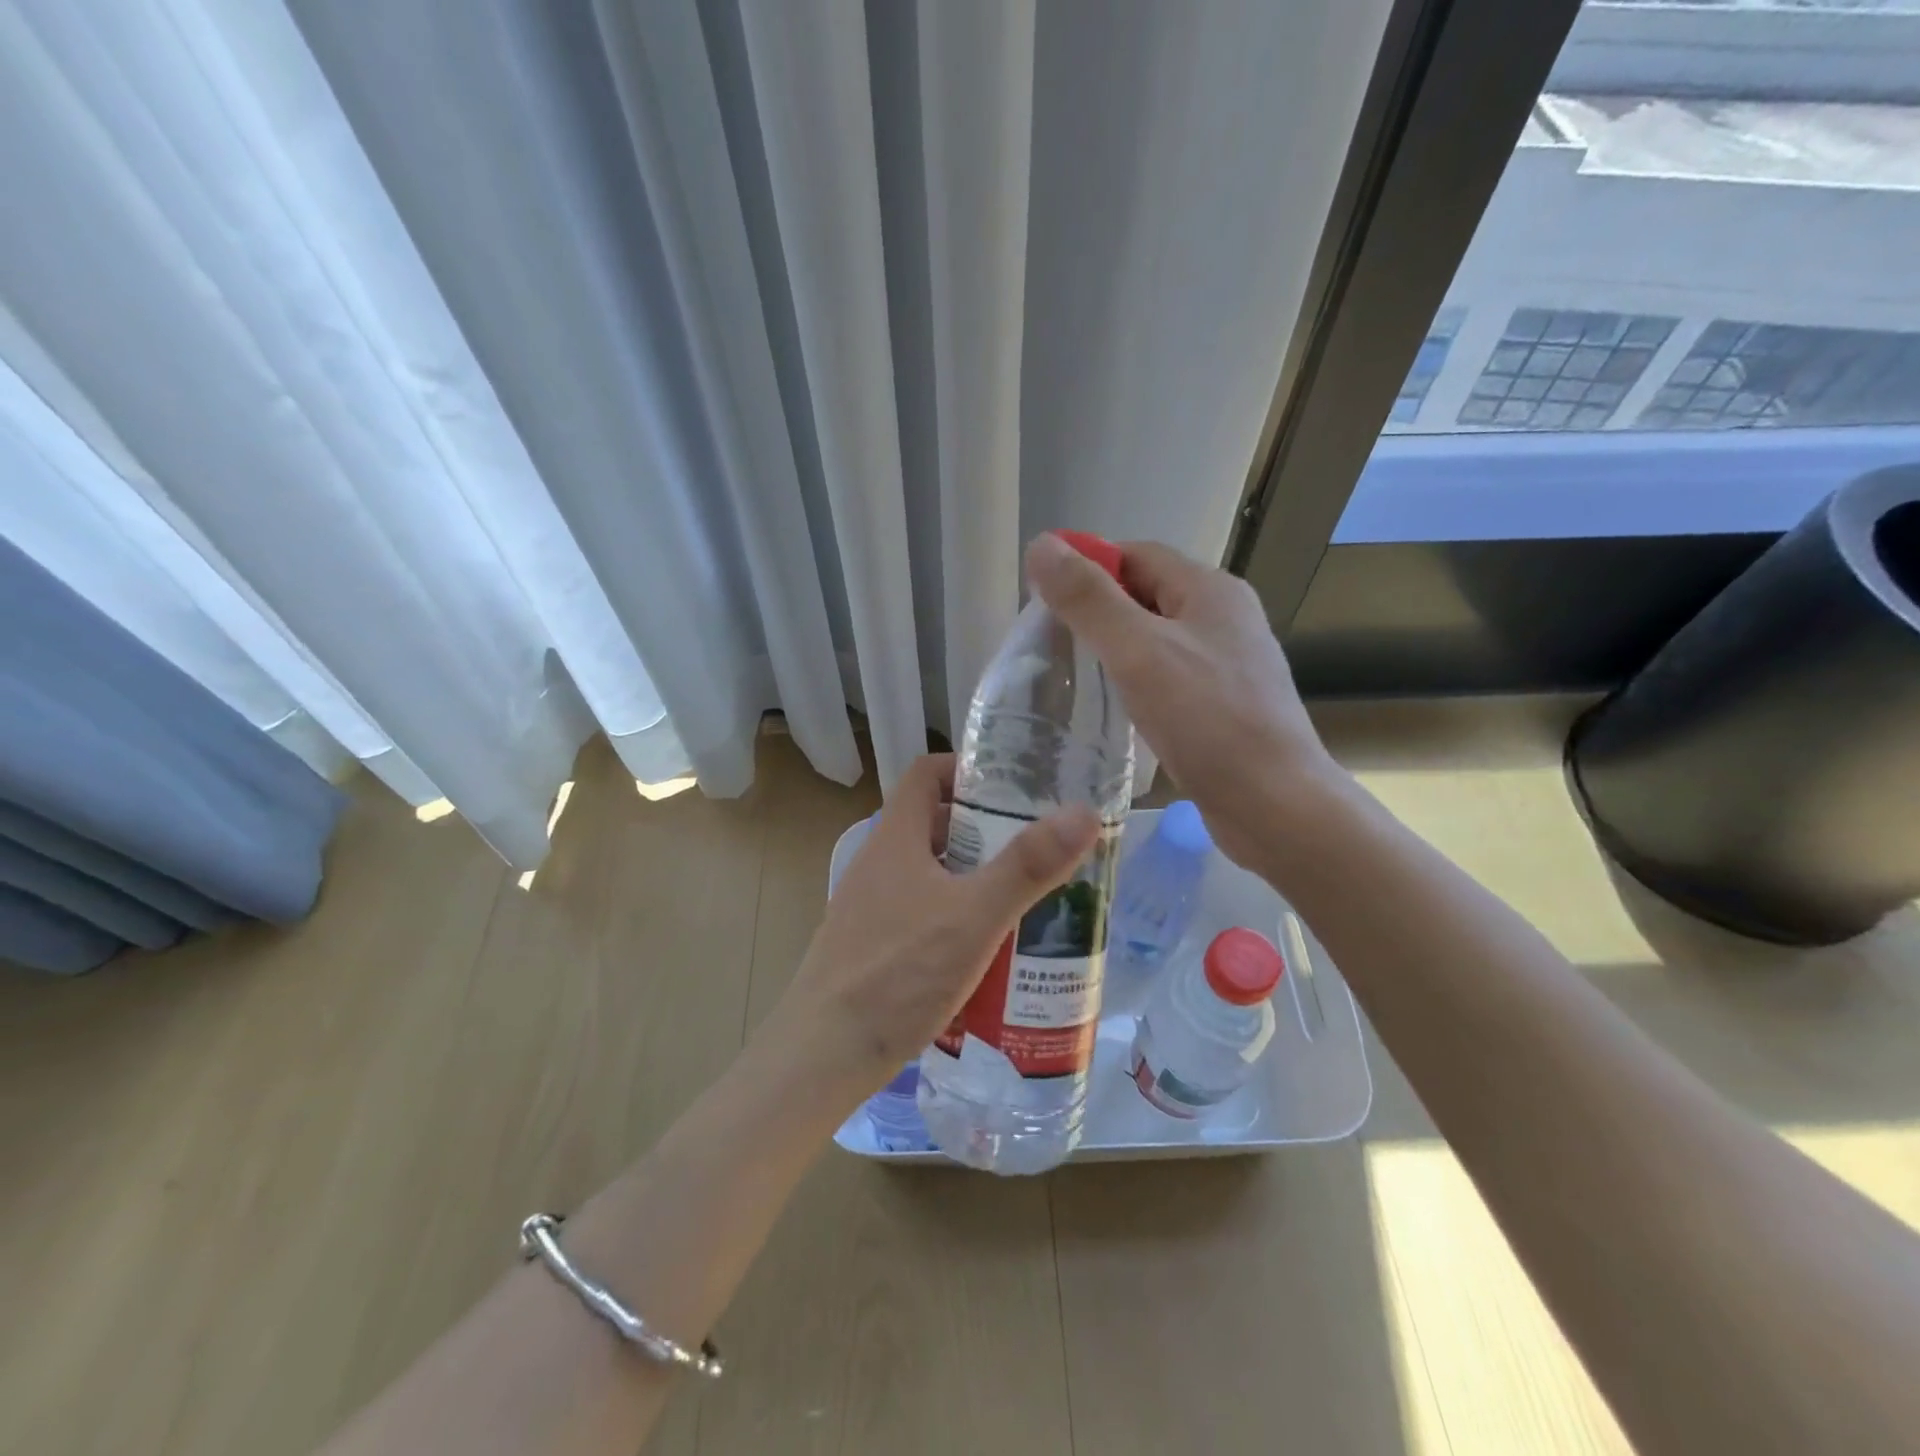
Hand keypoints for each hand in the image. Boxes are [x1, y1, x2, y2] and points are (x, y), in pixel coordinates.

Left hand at [764, 753, 1099, 1102]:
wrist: (822, 1056)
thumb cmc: (898, 974)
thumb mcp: (973, 916)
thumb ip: (1027, 866)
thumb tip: (1083, 812)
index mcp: (895, 839)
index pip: (925, 773)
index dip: (967, 768)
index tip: (1014, 785)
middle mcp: (878, 863)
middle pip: (933, 822)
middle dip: (984, 827)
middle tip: (1034, 845)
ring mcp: (870, 907)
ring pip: (929, 871)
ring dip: (972, 874)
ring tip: (1022, 895)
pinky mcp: (871, 946)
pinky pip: (920, 910)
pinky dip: (955, 913)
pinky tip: (985, 948)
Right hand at [1025, 533, 1341, 868]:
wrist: (1275, 805)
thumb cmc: (1208, 720)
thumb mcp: (1138, 651)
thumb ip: (1089, 599)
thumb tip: (1042, 545)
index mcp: (1210, 590)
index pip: (1135, 555)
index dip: (1086, 567)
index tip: (1042, 599)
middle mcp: (1224, 618)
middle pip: (1146, 595)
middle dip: (1096, 611)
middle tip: (1048, 641)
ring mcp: (1228, 663)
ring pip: (1157, 640)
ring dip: (1115, 649)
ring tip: (1071, 674)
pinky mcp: (1225, 705)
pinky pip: (1170, 677)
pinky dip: (1136, 682)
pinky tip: (1114, 708)